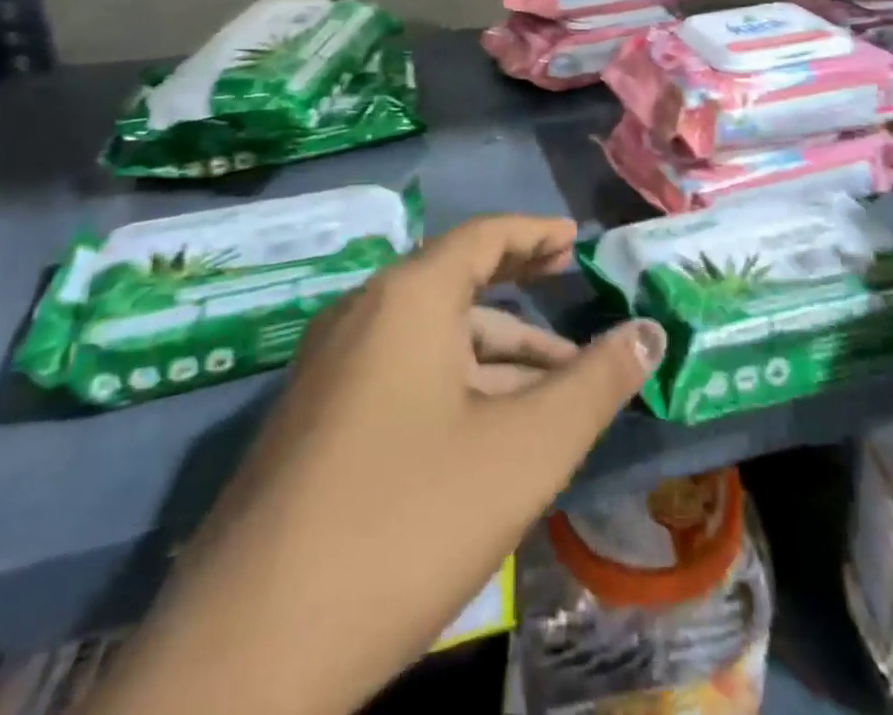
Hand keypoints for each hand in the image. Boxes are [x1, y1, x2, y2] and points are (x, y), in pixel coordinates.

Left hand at [91, 215, 663, 714]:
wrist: (242, 659)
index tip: (575, 241)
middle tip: (569, 291)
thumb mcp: (524, 450)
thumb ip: (595, 384)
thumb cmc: (406, 521)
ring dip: (495, 353)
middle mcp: (360, 318)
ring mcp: (328, 374)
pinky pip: (401, 378)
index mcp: (406, 300)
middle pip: (455, 283)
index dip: (534, 232)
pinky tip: (490, 431)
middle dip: (519, 290)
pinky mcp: (314, 427)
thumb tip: (649, 332)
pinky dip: (457, 385)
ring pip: (431, 341)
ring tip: (555, 385)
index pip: (482, 237)